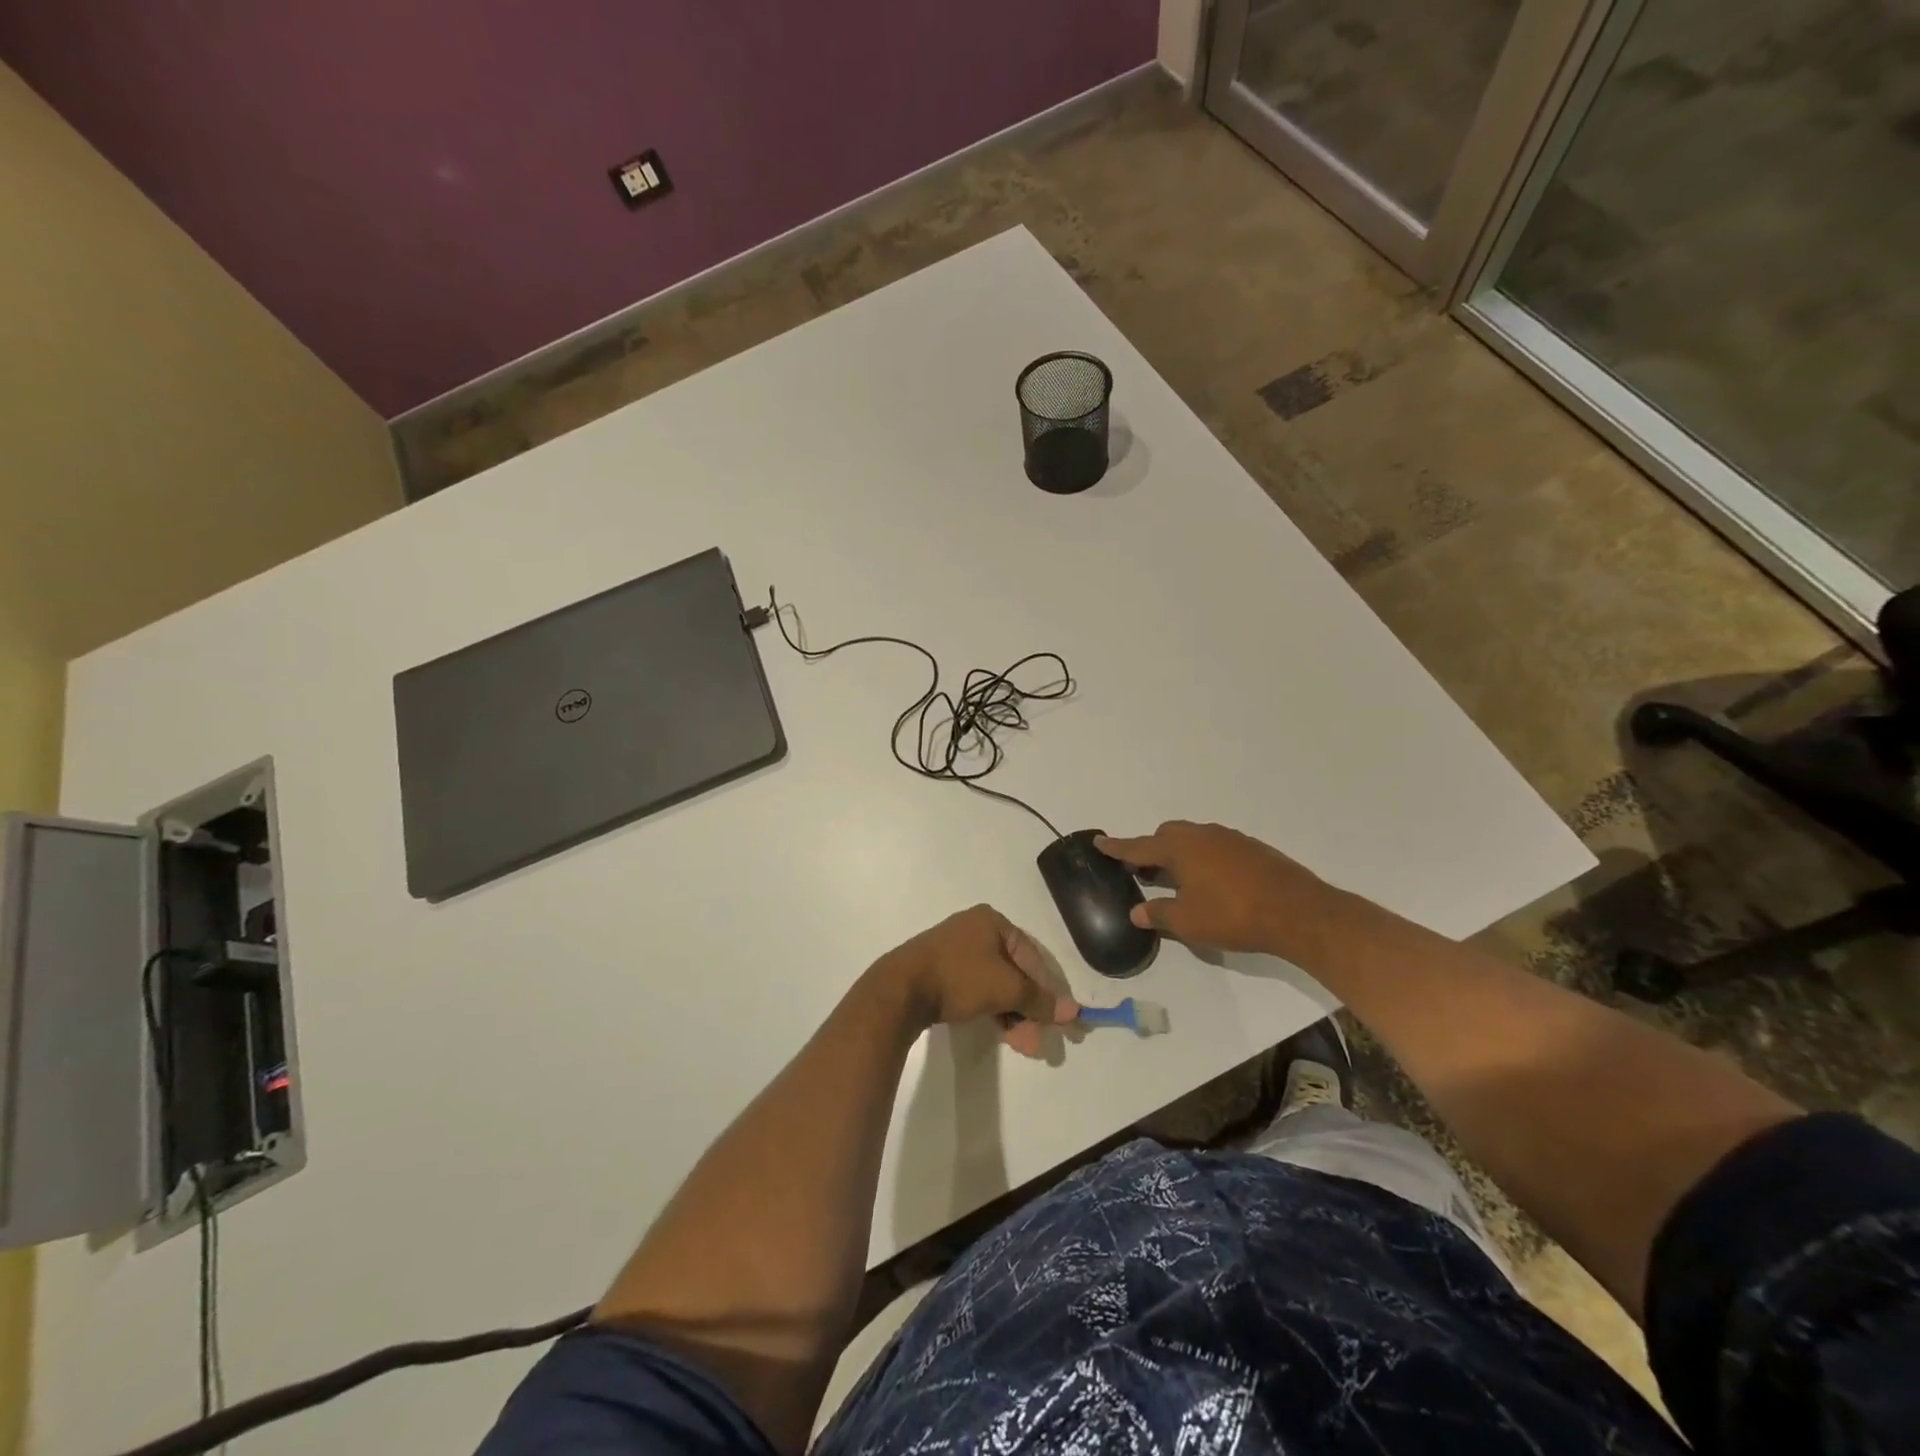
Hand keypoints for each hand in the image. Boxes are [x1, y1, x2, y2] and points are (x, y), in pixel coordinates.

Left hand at [875, 905, 1078, 1057]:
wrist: (901, 989)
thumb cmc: (959, 978)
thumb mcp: (1006, 988)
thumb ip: (1040, 1000)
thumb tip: (1074, 1012)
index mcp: (993, 921)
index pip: (1033, 958)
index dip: (1051, 991)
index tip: (1064, 1021)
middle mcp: (976, 929)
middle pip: (1016, 972)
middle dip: (1030, 1009)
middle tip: (1039, 1042)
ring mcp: (956, 949)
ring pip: (997, 983)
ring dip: (1014, 1015)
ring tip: (1023, 1045)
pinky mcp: (941, 970)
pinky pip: (978, 988)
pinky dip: (993, 1009)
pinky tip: (1003, 1033)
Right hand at [1096, 822, 1336, 960]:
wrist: (1297, 912)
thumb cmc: (1233, 915)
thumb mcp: (1188, 921)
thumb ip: (1159, 914)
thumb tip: (1137, 911)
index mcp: (1179, 848)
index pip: (1139, 846)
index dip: (1117, 847)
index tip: (1099, 842)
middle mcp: (1201, 835)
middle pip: (1166, 836)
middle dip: (1151, 850)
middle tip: (1143, 871)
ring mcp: (1229, 838)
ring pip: (1193, 839)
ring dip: (1179, 854)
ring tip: (1176, 879)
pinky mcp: (1251, 848)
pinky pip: (1214, 847)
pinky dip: (1202, 859)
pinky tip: (1211, 882)